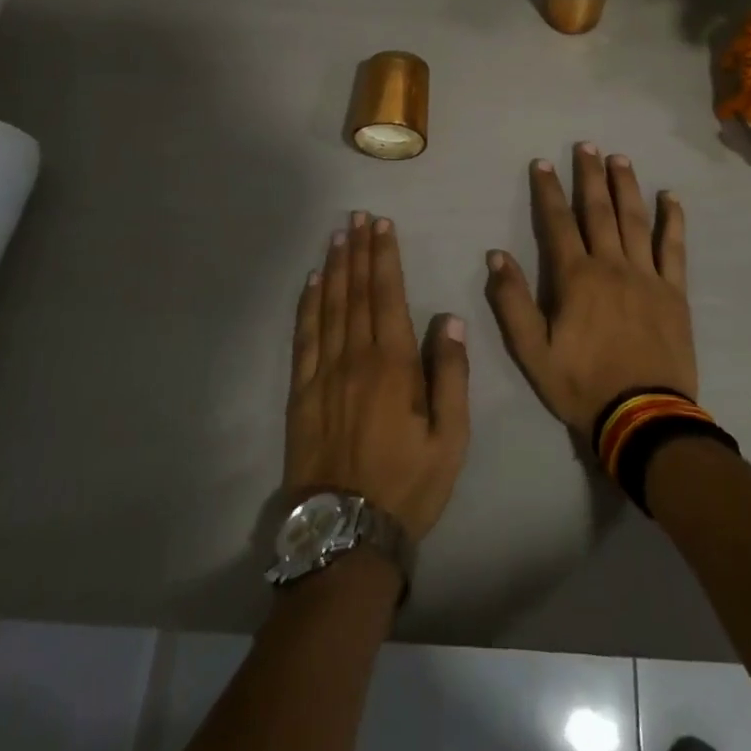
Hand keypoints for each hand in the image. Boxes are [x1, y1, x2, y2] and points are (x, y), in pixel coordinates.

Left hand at [285, 213, 469, 542]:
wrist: (347, 534)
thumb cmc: (408, 484)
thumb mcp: (450, 438)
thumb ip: (450, 375)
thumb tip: (448, 318)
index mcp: (392, 364)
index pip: (387, 295)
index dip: (384, 257)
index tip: (382, 225)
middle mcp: (354, 358)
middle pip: (355, 292)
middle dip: (358, 250)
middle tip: (356, 216)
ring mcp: (323, 373)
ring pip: (328, 307)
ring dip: (334, 268)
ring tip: (336, 236)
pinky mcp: (300, 393)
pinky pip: (303, 337)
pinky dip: (307, 305)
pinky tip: (311, 283)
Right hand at [486, 144, 697, 438]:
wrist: (643, 418)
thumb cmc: (582, 384)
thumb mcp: (532, 352)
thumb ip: (512, 302)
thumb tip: (497, 255)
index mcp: (576, 278)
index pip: (557, 223)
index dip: (548, 191)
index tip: (542, 163)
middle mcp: (612, 265)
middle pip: (598, 211)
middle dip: (589, 175)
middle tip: (586, 145)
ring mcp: (647, 276)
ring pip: (635, 220)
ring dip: (626, 186)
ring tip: (619, 158)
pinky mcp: (674, 291)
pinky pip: (674, 247)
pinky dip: (672, 220)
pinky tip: (671, 197)